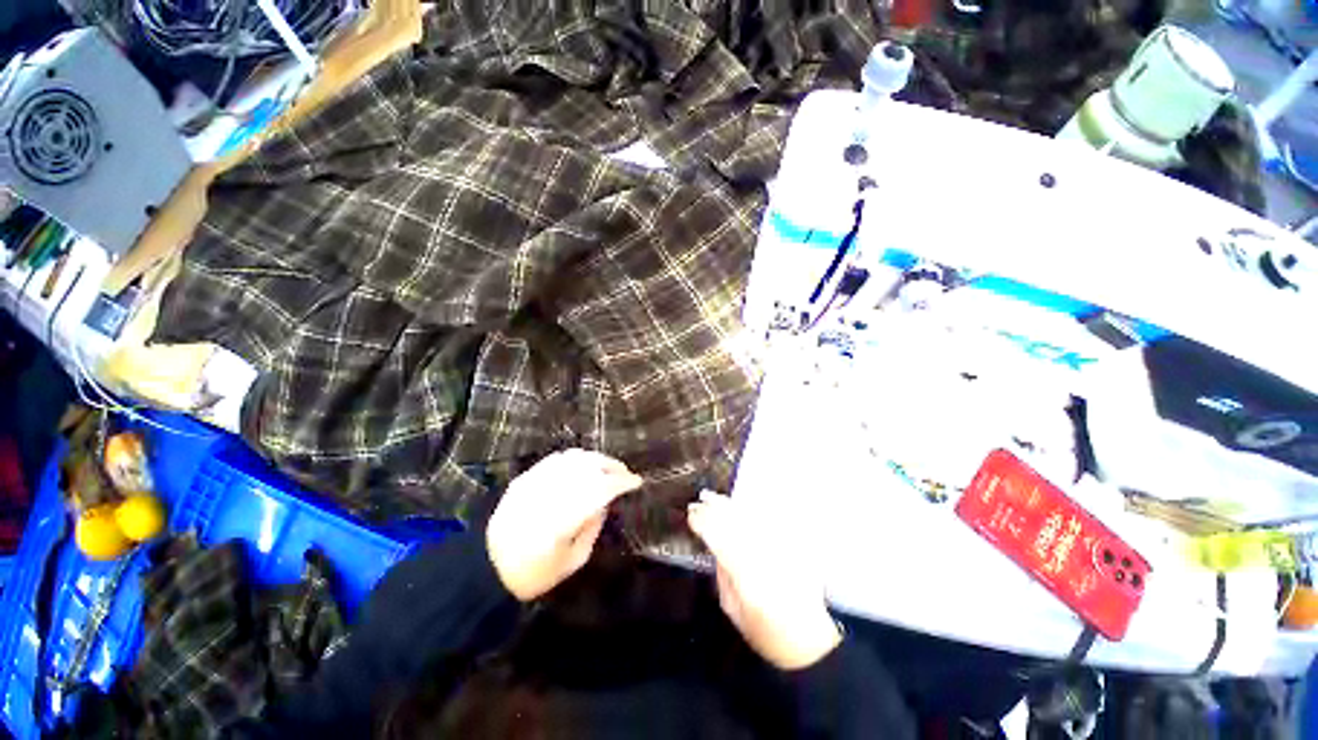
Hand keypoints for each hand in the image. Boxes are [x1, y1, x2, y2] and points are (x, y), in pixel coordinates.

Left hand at [487, 449, 642, 600]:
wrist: (486, 569)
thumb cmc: (534, 574)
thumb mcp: (573, 561)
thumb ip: (593, 526)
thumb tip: (606, 501)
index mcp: (562, 521)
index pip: (600, 489)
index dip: (622, 481)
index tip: (636, 482)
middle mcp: (548, 495)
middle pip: (588, 467)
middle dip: (612, 466)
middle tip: (626, 473)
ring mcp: (533, 483)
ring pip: (572, 458)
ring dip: (596, 459)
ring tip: (608, 467)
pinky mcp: (523, 479)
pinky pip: (555, 459)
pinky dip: (575, 458)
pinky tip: (584, 465)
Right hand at [688, 491, 840, 670]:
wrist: (811, 641)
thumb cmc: (767, 633)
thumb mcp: (733, 610)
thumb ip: (723, 575)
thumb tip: (715, 548)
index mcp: (745, 578)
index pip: (719, 538)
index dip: (703, 522)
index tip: (692, 513)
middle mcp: (764, 558)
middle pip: (736, 522)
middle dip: (716, 508)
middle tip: (702, 498)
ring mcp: (781, 549)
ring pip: (752, 518)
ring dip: (732, 506)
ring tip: (717, 498)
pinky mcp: (795, 546)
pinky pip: (770, 521)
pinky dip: (753, 512)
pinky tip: (742, 507)